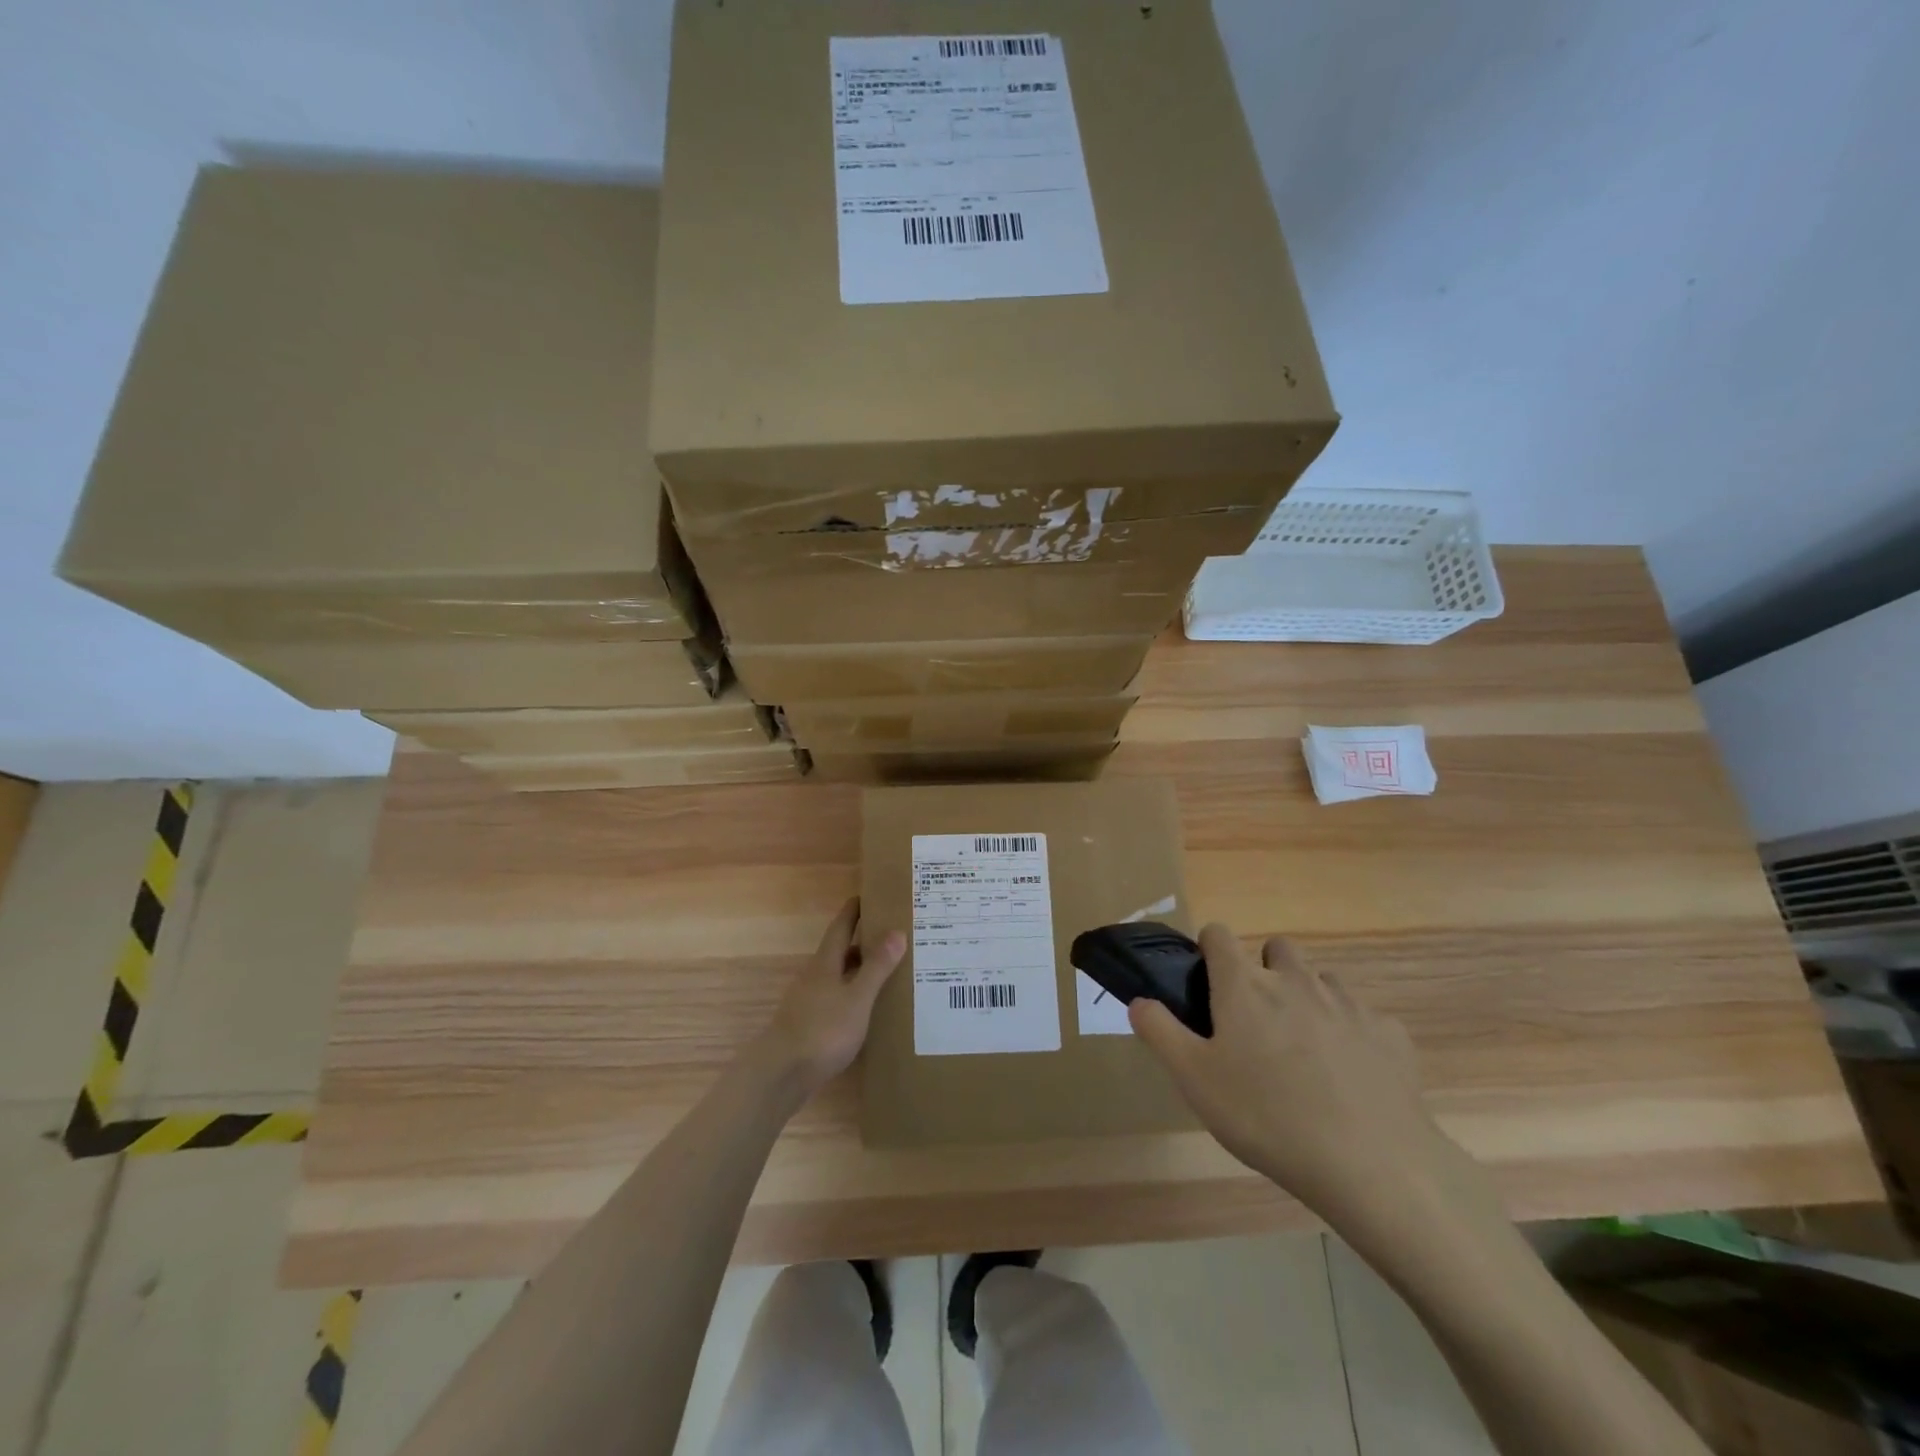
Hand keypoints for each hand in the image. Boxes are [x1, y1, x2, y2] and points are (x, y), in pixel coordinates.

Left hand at [756, 898, 905, 1097]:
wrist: (781, 1075)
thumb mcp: (857, 998)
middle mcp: (815, 976)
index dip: (854, 910)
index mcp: (825, 963)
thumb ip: (876, 967)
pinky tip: (869, 1008)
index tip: (869, 895)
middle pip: (841, 951)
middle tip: (893, 935)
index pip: (841, 927)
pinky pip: (837, 999)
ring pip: (839, 976)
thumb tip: (896, 931)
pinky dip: (854, 995)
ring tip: (889, 971)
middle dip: (864, 941)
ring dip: (860, 970)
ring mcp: (810, 1001)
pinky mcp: (810, 1025)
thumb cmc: (822, 1030)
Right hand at [1130, 926, 1447, 1225]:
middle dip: (1265, 970)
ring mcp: (1348, 1003)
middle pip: (1277, 947)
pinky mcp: (1389, 1034)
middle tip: (1257, 1022)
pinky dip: (1352, 1034)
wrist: (1372, 1165)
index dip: (1209, 950)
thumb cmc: (1267, 1117)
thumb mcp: (1194, 1080)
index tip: (1208, 984)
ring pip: (1322, 980)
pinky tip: (1350, 1077)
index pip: (1218, 934)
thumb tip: (1139, 1000)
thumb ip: (1160, 1032)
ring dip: (1308, 999)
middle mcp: (1296, 980)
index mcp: (1245, 985)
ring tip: (1304, 1052)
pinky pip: (1364, 1018)